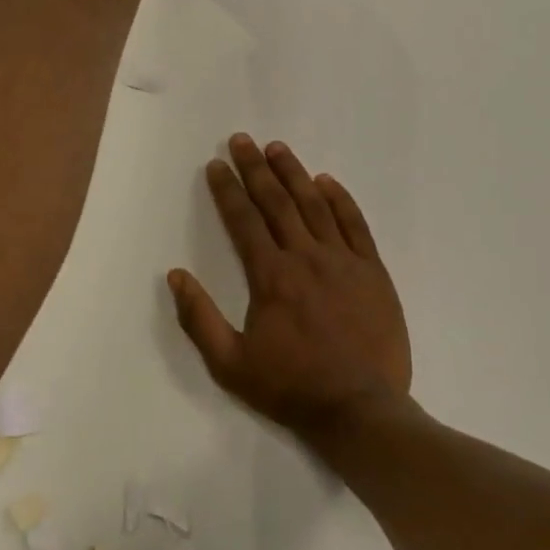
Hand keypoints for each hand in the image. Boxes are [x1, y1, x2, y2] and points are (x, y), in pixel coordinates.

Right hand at [168, 135, 412, 445]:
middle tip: (242, 140)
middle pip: (277, 202)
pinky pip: (356, 226)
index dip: (227, 190)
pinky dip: (340, 200)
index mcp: (271, 276)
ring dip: (295, 173)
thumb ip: (199, 318)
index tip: (216, 165)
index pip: (244, 220)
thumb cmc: (290, 387)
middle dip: (256, 169)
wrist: (360, 409)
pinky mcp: (373, 272)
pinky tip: (327, 182)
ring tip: (278, 148)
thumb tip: (176, 275)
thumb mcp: (230, 363)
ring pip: (316, 206)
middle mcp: (306, 257)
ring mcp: (344, 262)